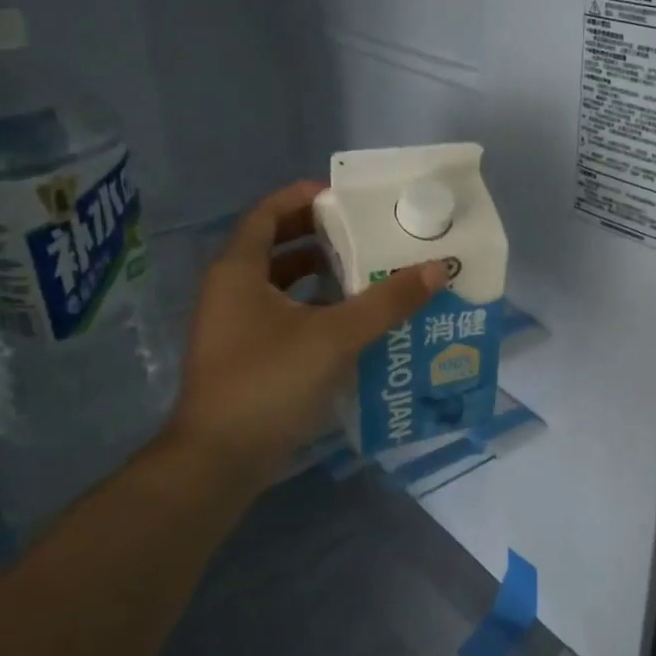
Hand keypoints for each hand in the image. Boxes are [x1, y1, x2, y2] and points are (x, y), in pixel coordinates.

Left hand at [162, 180, 444, 483]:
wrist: (219, 460)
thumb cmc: (269, 382)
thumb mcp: (335, 336)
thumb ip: (386, 302)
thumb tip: (436, 268)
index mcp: (239, 271)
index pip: (268, 214)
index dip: (303, 198)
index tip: (345, 196)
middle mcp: (230, 291)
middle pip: (275, 246)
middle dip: (319, 236)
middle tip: (365, 232)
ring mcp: (235, 327)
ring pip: (280, 285)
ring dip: (320, 275)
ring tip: (367, 272)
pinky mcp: (246, 358)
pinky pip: (284, 317)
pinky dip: (315, 310)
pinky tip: (351, 323)